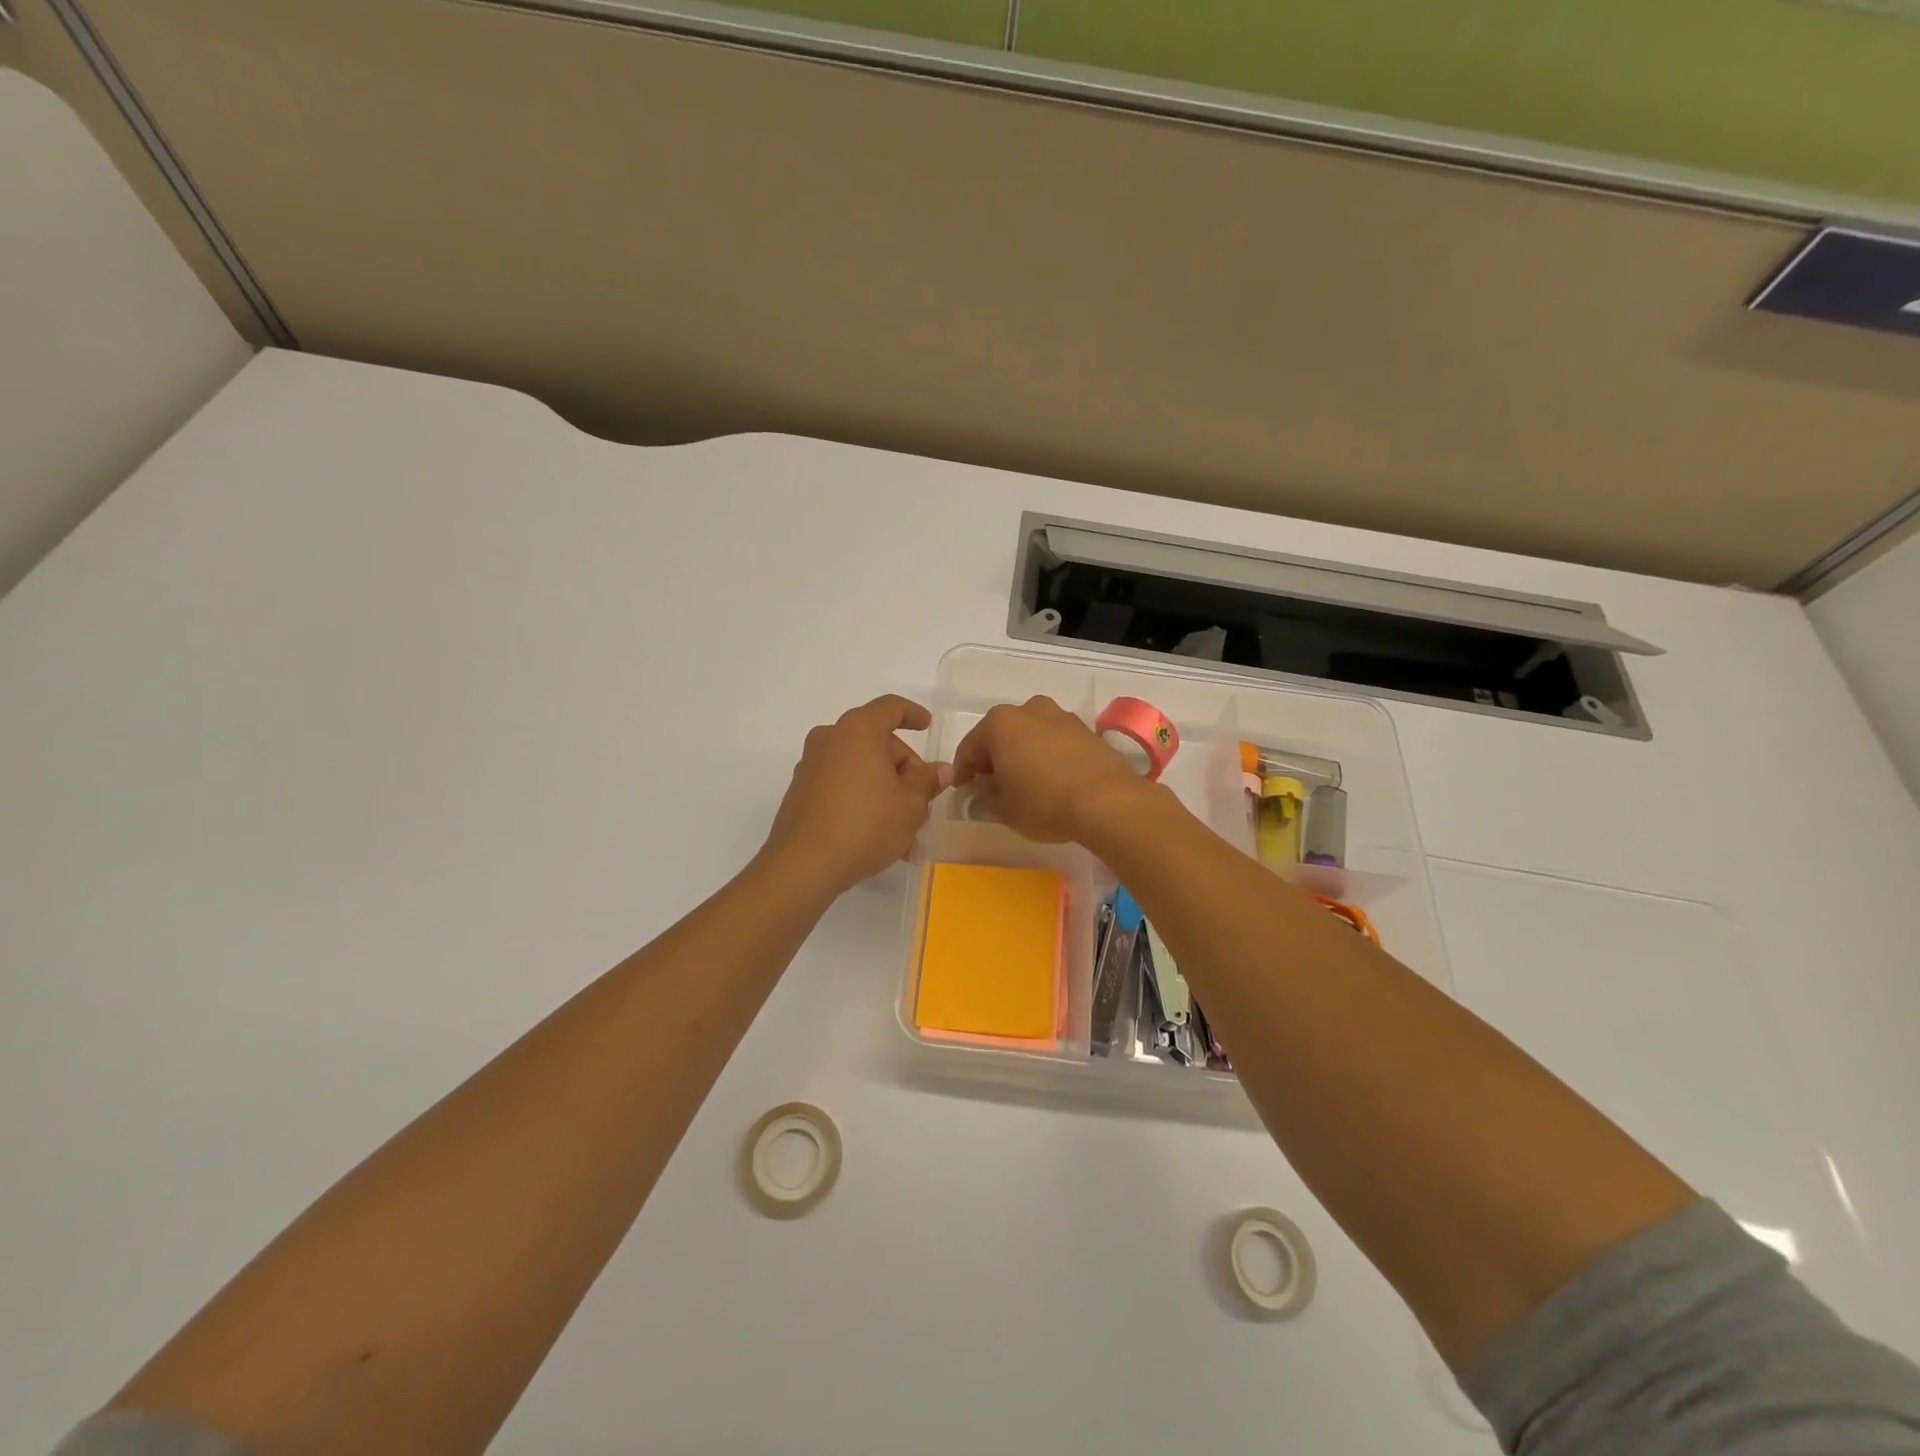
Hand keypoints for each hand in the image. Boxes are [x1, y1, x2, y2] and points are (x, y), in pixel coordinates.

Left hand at [760, 695, 950, 896]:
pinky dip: (864, 803)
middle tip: (923, 802)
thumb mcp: (911, 805)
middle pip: (876, 742)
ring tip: (908, 834)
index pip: (890, 707)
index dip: (913, 714)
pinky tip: (881, 838)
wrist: (803, 865)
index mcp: (859, 730)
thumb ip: (928, 781)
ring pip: (861, 770)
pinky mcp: (801, 794)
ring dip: (886, 793)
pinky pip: (843, 789)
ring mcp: (811, 767)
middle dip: (904, 769)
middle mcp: (830, 739)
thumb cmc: (866, 824)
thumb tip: (940, 770)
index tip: (927, 726)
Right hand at [950, 696, 1156, 843]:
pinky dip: (1047, 756)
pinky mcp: (1086, 730)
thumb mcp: (1003, 807)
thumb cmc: (1043, 803)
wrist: (1108, 802)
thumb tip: (983, 786)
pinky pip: (1054, 742)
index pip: (969, 748)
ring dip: (1022, 755)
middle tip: (992, 787)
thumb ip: (984, 793)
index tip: (962, 791)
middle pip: (1000, 735)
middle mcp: (1028, 709)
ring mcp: (1060, 716)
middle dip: (993, 759)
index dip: (962, 772)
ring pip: (1029, 735)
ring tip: (1025, 784)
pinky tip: (1051, 780)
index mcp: (999, 723)